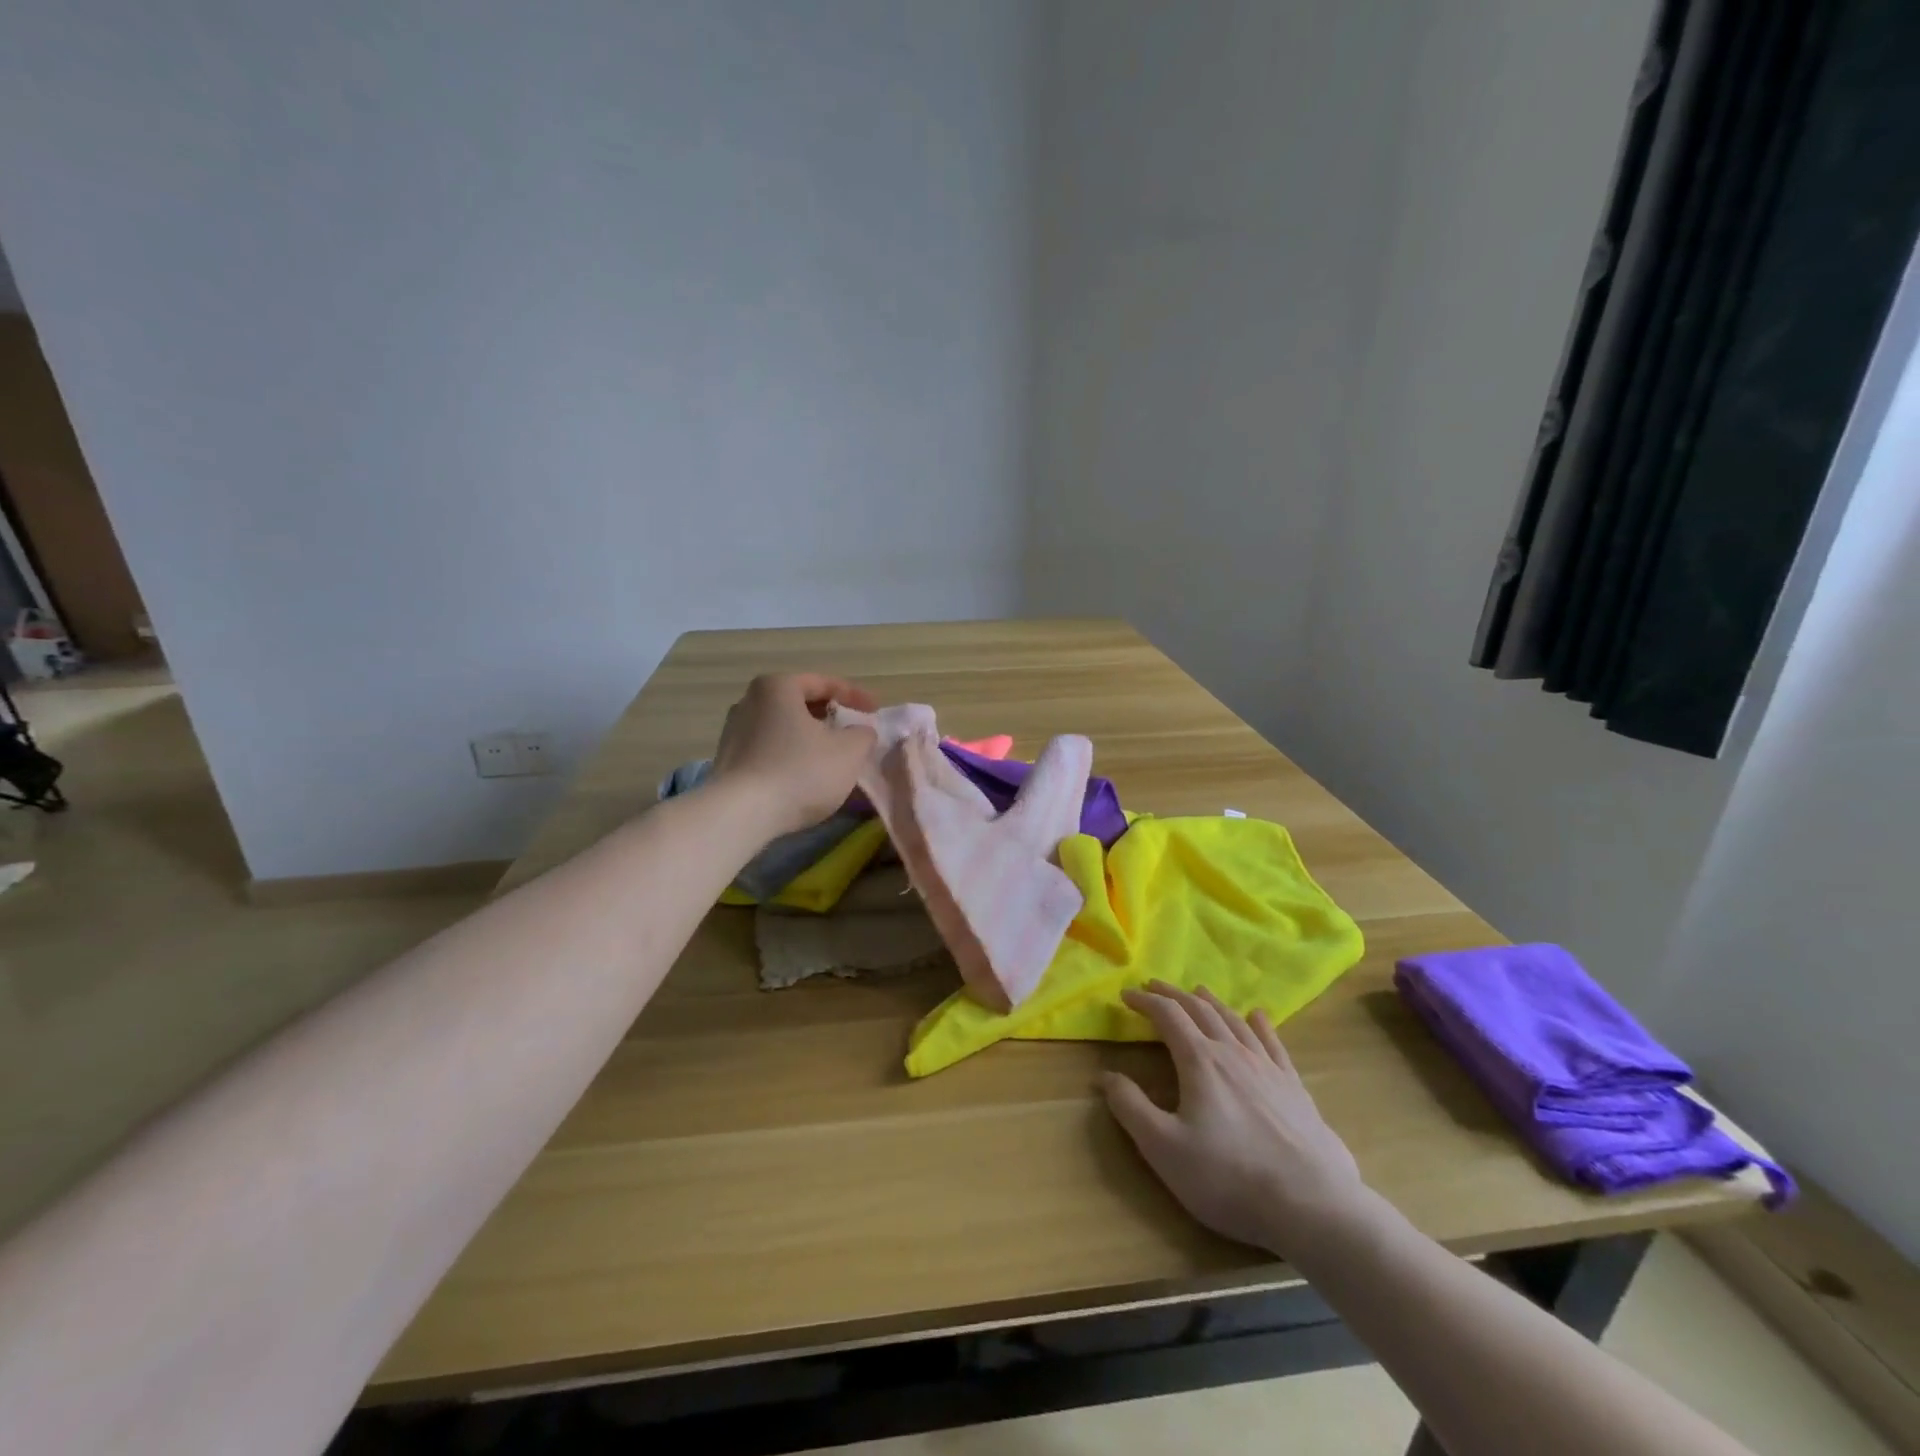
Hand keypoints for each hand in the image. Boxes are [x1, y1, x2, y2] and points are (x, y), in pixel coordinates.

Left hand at [711, 673, 878, 835]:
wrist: (741, 815)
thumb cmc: (800, 771)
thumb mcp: (849, 751)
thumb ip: (863, 734)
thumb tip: (860, 732)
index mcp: (778, 687)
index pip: (825, 683)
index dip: (855, 696)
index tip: (876, 711)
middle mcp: (750, 701)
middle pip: (801, 704)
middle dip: (831, 718)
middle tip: (854, 733)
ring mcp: (734, 732)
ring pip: (785, 729)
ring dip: (811, 740)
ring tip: (833, 758)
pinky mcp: (729, 762)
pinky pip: (770, 751)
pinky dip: (792, 758)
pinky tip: (807, 777)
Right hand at [1101, 982, 1369, 1259]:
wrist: (1313, 1206)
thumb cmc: (1229, 1177)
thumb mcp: (1164, 1148)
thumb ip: (1131, 1108)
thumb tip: (1105, 1076)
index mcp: (1200, 1061)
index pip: (1167, 1016)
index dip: (1145, 1001)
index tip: (1126, 995)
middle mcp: (1233, 1053)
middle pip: (1200, 1011)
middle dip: (1174, 995)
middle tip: (1155, 986)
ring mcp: (1268, 1068)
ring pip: (1235, 1021)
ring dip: (1212, 1003)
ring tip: (1198, 992)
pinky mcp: (1295, 1088)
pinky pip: (1274, 1044)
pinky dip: (1261, 1024)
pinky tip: (1258, 1016)